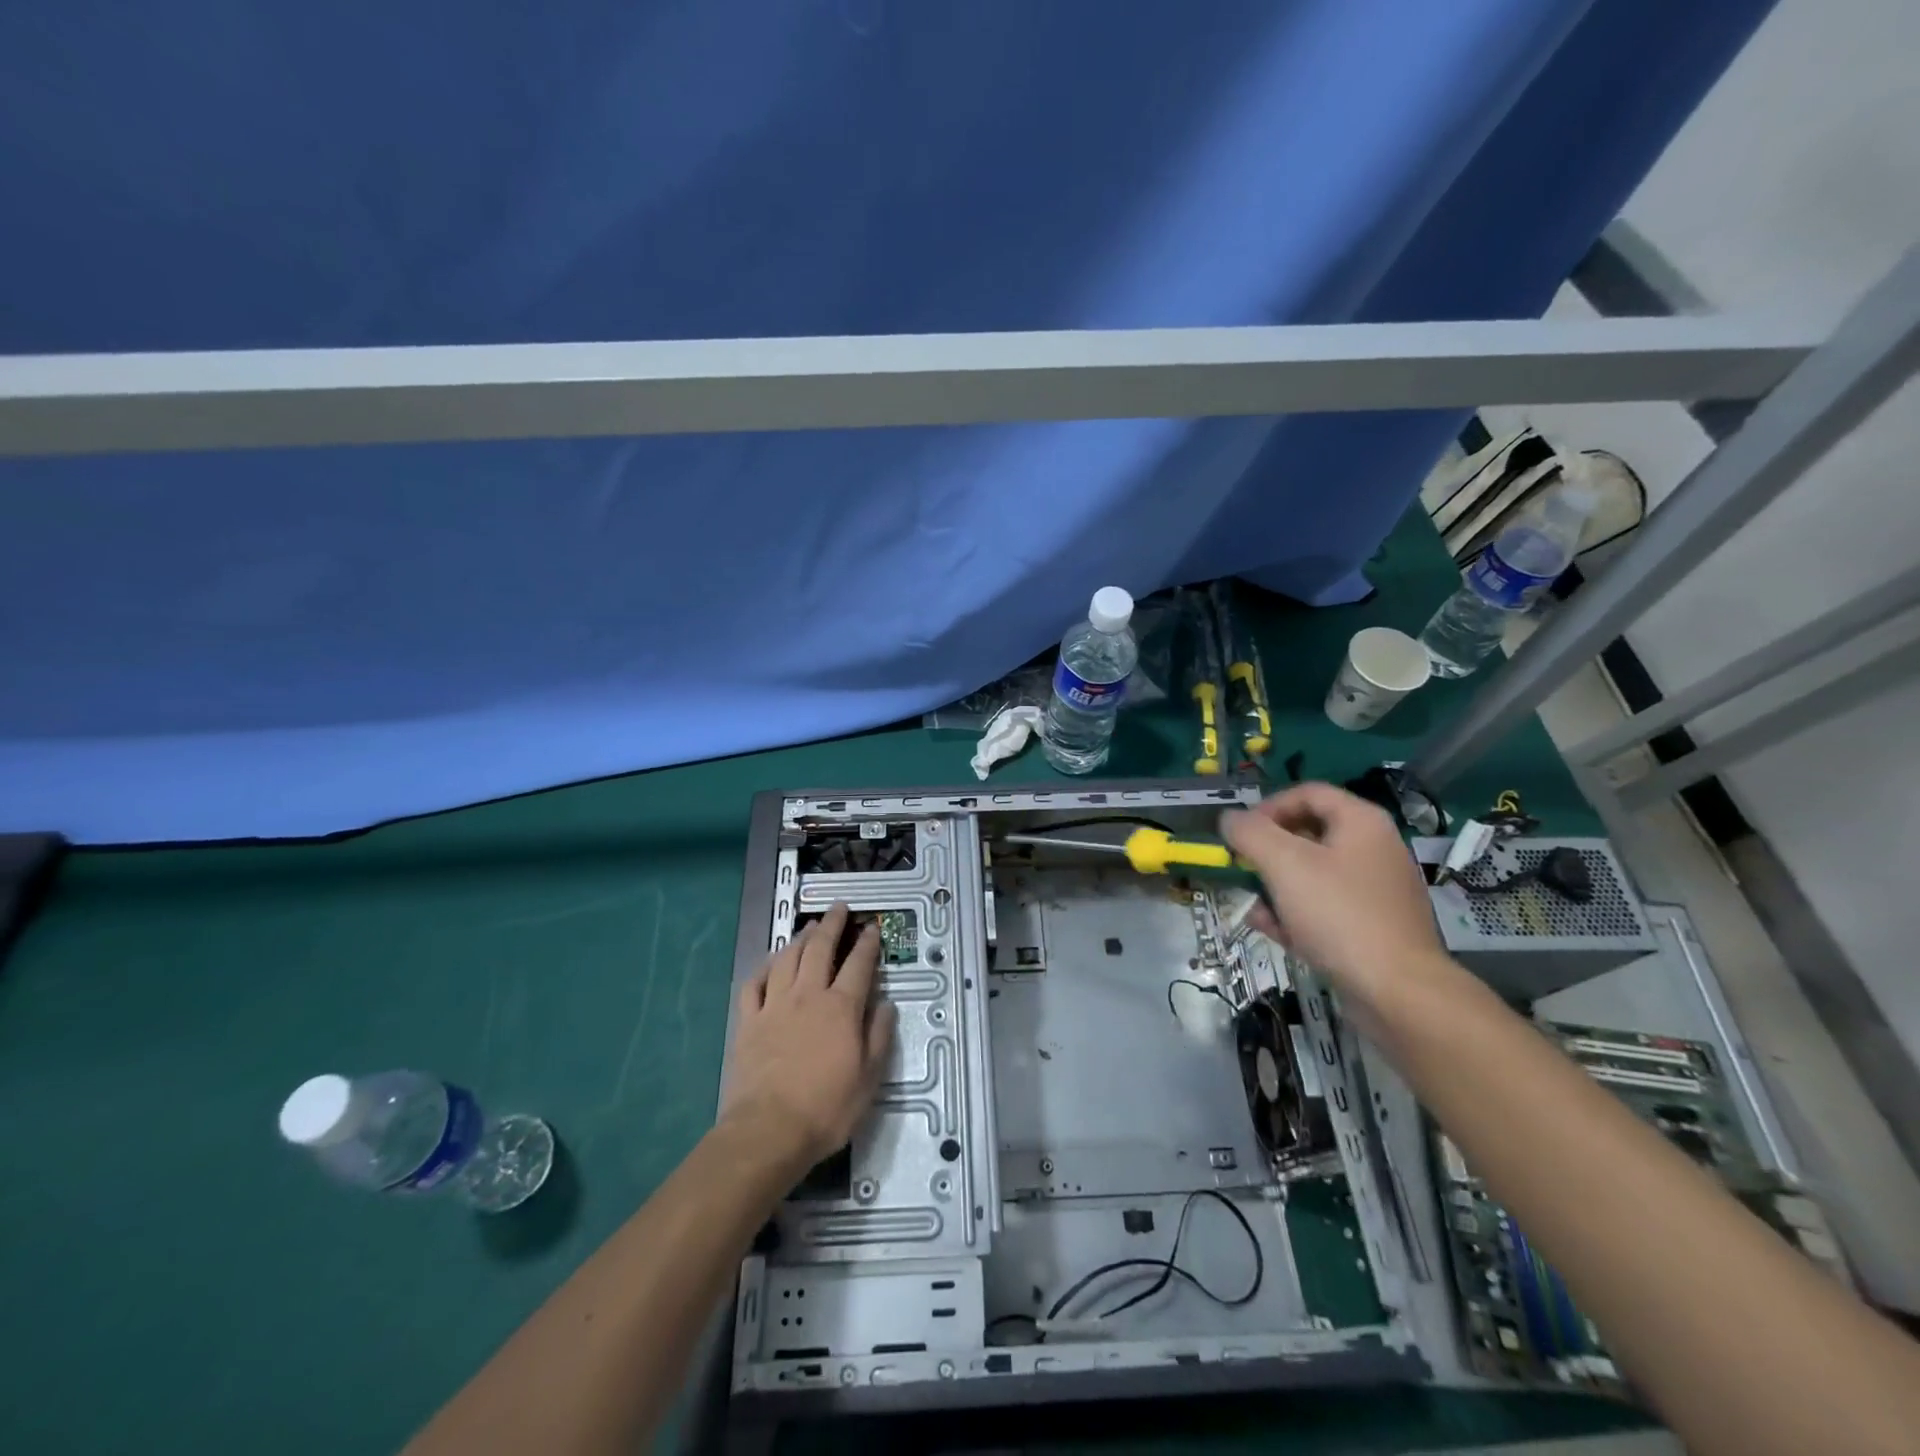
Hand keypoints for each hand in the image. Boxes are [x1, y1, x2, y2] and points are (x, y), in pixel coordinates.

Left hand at [721, 903, 897, 1171]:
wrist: (769, 1130)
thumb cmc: (827, 1108)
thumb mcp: (869, 1078)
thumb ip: (879, 1036)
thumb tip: (885, 1004)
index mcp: (841, 1008)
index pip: (858, 964)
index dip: (867, 943)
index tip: (872, 927)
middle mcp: (808, 996)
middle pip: (820, 949)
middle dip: (832, 925)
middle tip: (838, 908)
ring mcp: (775, 1006)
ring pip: (787, 959)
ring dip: (800, 939)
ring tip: (809, 928)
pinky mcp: (749, 1021)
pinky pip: (755, 984)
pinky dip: (765, 967)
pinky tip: (771, 963)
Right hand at [1220, 782, 1449, 1016]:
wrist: (1398, 993)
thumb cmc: (1338, 914)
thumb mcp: (1283, 864)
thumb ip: (1249, 833)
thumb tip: (1229, 819)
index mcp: (1361, 822)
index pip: (1307, 793)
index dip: (1267, 807)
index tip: (1240, 833)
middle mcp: (1373, 849)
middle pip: (1308, 834)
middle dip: (1267, 849)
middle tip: (1241, 866)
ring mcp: (1375, 891)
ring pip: (1312, 874)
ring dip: (1275, 884)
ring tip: (1251, 901)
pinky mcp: (1371, 927)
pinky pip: (1324, 907)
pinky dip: (1295, 912)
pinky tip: (1270, 928)